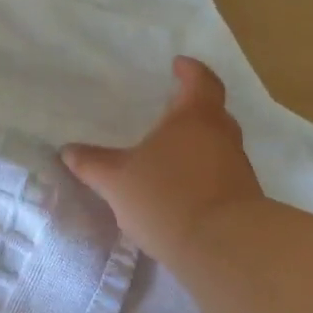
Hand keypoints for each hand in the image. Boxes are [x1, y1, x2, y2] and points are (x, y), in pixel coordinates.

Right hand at [61, 57, 263, 260]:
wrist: (224, 247)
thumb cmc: (168, 197)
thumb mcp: (117, 180)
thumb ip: (92, 164)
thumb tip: (69, 151)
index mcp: (196, 117)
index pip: (200, 80)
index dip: (189, 70)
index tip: (178, 65)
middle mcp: (223, 136)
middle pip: (213, 112)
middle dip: (192, 109)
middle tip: (169, 111)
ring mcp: (238, 168)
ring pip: (218, 145)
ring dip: (197, 146)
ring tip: (169, 155)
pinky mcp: (244, 199)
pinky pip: (220, 175)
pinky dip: (202, 175)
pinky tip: (181, 191)